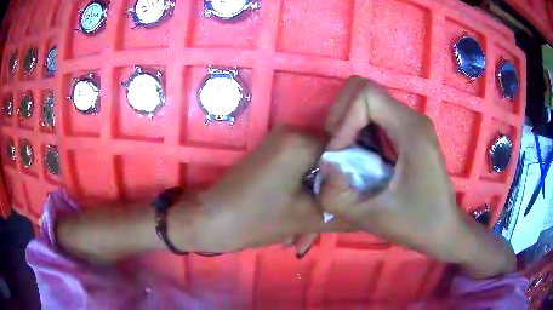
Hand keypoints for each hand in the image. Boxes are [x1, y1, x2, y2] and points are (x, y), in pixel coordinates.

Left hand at [188, 127, 345, 254]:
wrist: (209, 220)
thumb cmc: (254, 220)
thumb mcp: (307, 220)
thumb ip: (344, 213)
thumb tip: (370, 211)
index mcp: (301, 141)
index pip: (348, 152)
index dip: (356, 180)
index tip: (357, 204)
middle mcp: (292, 132)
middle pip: (331, 162)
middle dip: (332, 196)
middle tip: (330, 223)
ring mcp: (280, 143)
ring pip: (315, 170)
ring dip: (316, 200)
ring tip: (307, 233)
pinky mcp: (271, 155)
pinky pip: (301, 171)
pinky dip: (304, 194)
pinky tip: (298, 223)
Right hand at [319, 76, 468, 262]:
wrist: (443, 228)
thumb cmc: (415, 224)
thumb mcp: (371, 218)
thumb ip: (335, 196)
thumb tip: (323, 164)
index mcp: (410, 130)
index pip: (366, 95)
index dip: (344, 120)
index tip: (339, 154)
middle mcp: (413, 118)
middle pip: (364, 88)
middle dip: (341, 114)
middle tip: (336, 148)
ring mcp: (412, 122)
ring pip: (368, 99)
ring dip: (348, 121)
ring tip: (344, 153)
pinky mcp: (409, 131)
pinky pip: (376, 114)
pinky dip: (358, 128)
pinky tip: (359, 155)